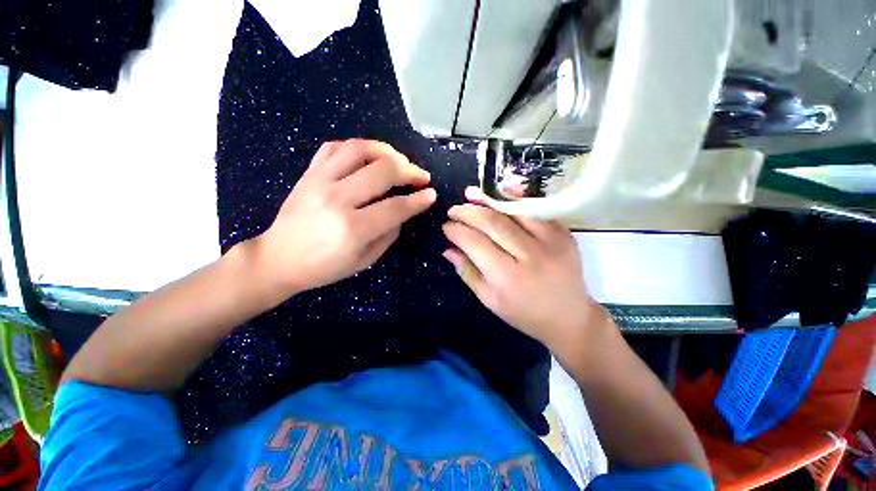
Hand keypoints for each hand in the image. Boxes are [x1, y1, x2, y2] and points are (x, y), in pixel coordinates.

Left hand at [252, 139, 435, 296]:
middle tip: (421, 176)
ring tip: (400, 160)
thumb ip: (389, 234)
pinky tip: (370, 156)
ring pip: (360, 150)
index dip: (418, 199)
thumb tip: (404, 211)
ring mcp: (320, 181)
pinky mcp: (309, 173)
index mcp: (353, 229)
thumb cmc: (324, 267)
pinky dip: (358, 147)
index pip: (396, 207)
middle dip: (410, 171)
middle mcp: (338, 199)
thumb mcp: (365, 260)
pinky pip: (335, 147)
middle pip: (383, 171)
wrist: (278, 259)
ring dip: (387, 151)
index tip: (431, 194)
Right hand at [442, 187, 604, 349]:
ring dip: (488, 200)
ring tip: (470, 194)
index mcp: (508, 277)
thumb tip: (448, 249)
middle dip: (468, 213)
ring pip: (513, 211)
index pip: (474, 243)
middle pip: (492, 223)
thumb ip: (467, 272)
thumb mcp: (490, 300)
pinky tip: (502, 189)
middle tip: (453, 210)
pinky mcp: (564, 233)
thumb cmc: (524, 313)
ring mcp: (551, 241)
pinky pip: (537, 209)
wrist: (569, 317)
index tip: (446, 226)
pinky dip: (517, 197)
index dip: (456, 231)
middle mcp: (529, 255)